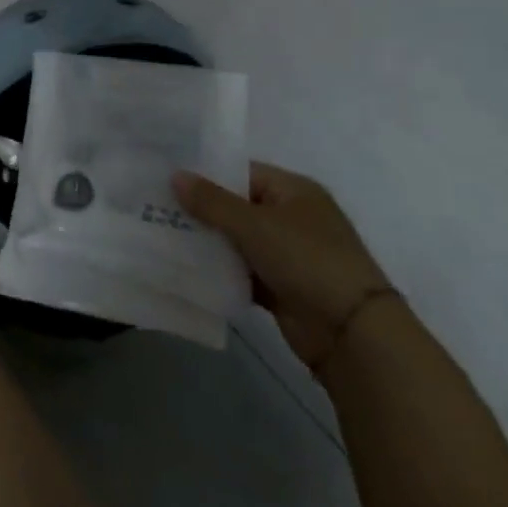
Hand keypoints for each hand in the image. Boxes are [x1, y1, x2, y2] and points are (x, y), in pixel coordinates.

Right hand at [173, 162, 391, 370]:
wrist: (351, 333)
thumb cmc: (307, 260)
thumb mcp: (255, 225)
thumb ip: (212, 201)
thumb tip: (175, 175)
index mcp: (293, 191)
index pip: (241, 172)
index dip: (206, 175)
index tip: (166, 179)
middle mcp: (291, 217)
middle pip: (236, 206)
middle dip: (200, 210)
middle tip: (155, 208)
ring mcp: (286, 254)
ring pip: (236, 240)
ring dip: (207, 242)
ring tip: (161, 235)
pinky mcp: (279, 286)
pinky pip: (241, 271)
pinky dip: (219, 271)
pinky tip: (184, 268)